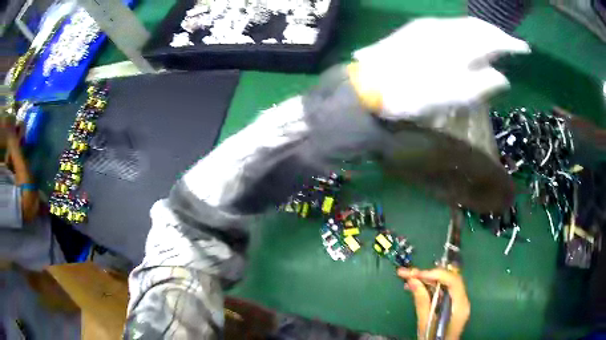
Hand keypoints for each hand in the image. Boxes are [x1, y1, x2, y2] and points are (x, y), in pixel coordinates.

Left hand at [349, 17, 530, 118]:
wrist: (373, 86)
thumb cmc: (416, 95)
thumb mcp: (456, 96)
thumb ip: (483, 84)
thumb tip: (501, 76)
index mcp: (459, 45)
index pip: (492, 39)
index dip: (510, 44)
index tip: (525, 49)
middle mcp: (446, 28)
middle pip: (478, 27)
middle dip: (496, 35)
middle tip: (510, 45)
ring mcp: (428, 26)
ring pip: (464, 24)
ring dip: (481, 32)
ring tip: (493, 42)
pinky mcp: (416, 29)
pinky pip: (450, 26)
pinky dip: (464, 32)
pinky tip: (467, 39)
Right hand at [398, 267, 469, 339]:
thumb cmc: (432, 339)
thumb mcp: (425, 323)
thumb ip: (422, 301)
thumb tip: (413, 280)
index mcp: (460, 305)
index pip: (453, 280)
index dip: (435, 274)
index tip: (416, 274)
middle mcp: (463, 300)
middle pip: (448, 279)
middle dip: (428, 274)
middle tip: (407, 273)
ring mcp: (458, 302)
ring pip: (444, 283)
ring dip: (427, 280)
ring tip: (407, 279)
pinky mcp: (452, 305)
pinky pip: (442, 291)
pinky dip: (429, 288)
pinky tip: (415, 288)